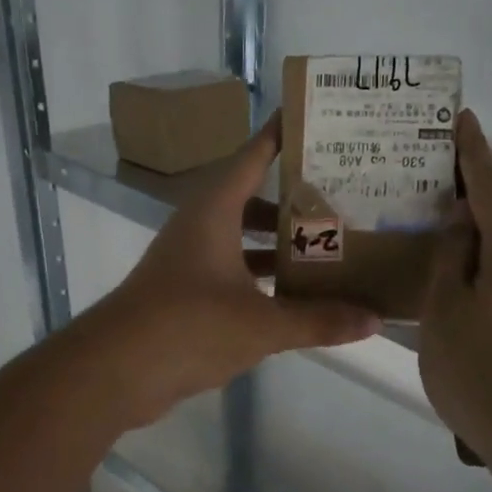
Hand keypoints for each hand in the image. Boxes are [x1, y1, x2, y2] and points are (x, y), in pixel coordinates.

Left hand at [82, 114, 379, 427]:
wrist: (116, 370)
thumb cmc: (188, 327)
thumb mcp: (262, 324)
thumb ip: (318, 320)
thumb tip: (374, 320)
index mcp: (215, 211)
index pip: (254, 156)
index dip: (284, 136)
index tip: (319, 120)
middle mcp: (201, 226)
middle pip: (254, 198)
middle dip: (296, 199)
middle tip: (344, 197)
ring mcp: (191, 261)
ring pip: (244, 239)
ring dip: (280, 244)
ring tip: (329, 248)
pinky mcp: (186, 293)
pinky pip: (234, 272)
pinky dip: (263, 278)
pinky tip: (294, 296)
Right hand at [420, 111, 491, 458]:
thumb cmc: (481, 369)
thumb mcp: (444, 309)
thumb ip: (451, 258)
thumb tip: (463, 220)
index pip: (491, 188)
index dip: (474, 154)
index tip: (463, 120)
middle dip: (491, 229)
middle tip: (451, 253)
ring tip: (453, 304)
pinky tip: (472, 339)